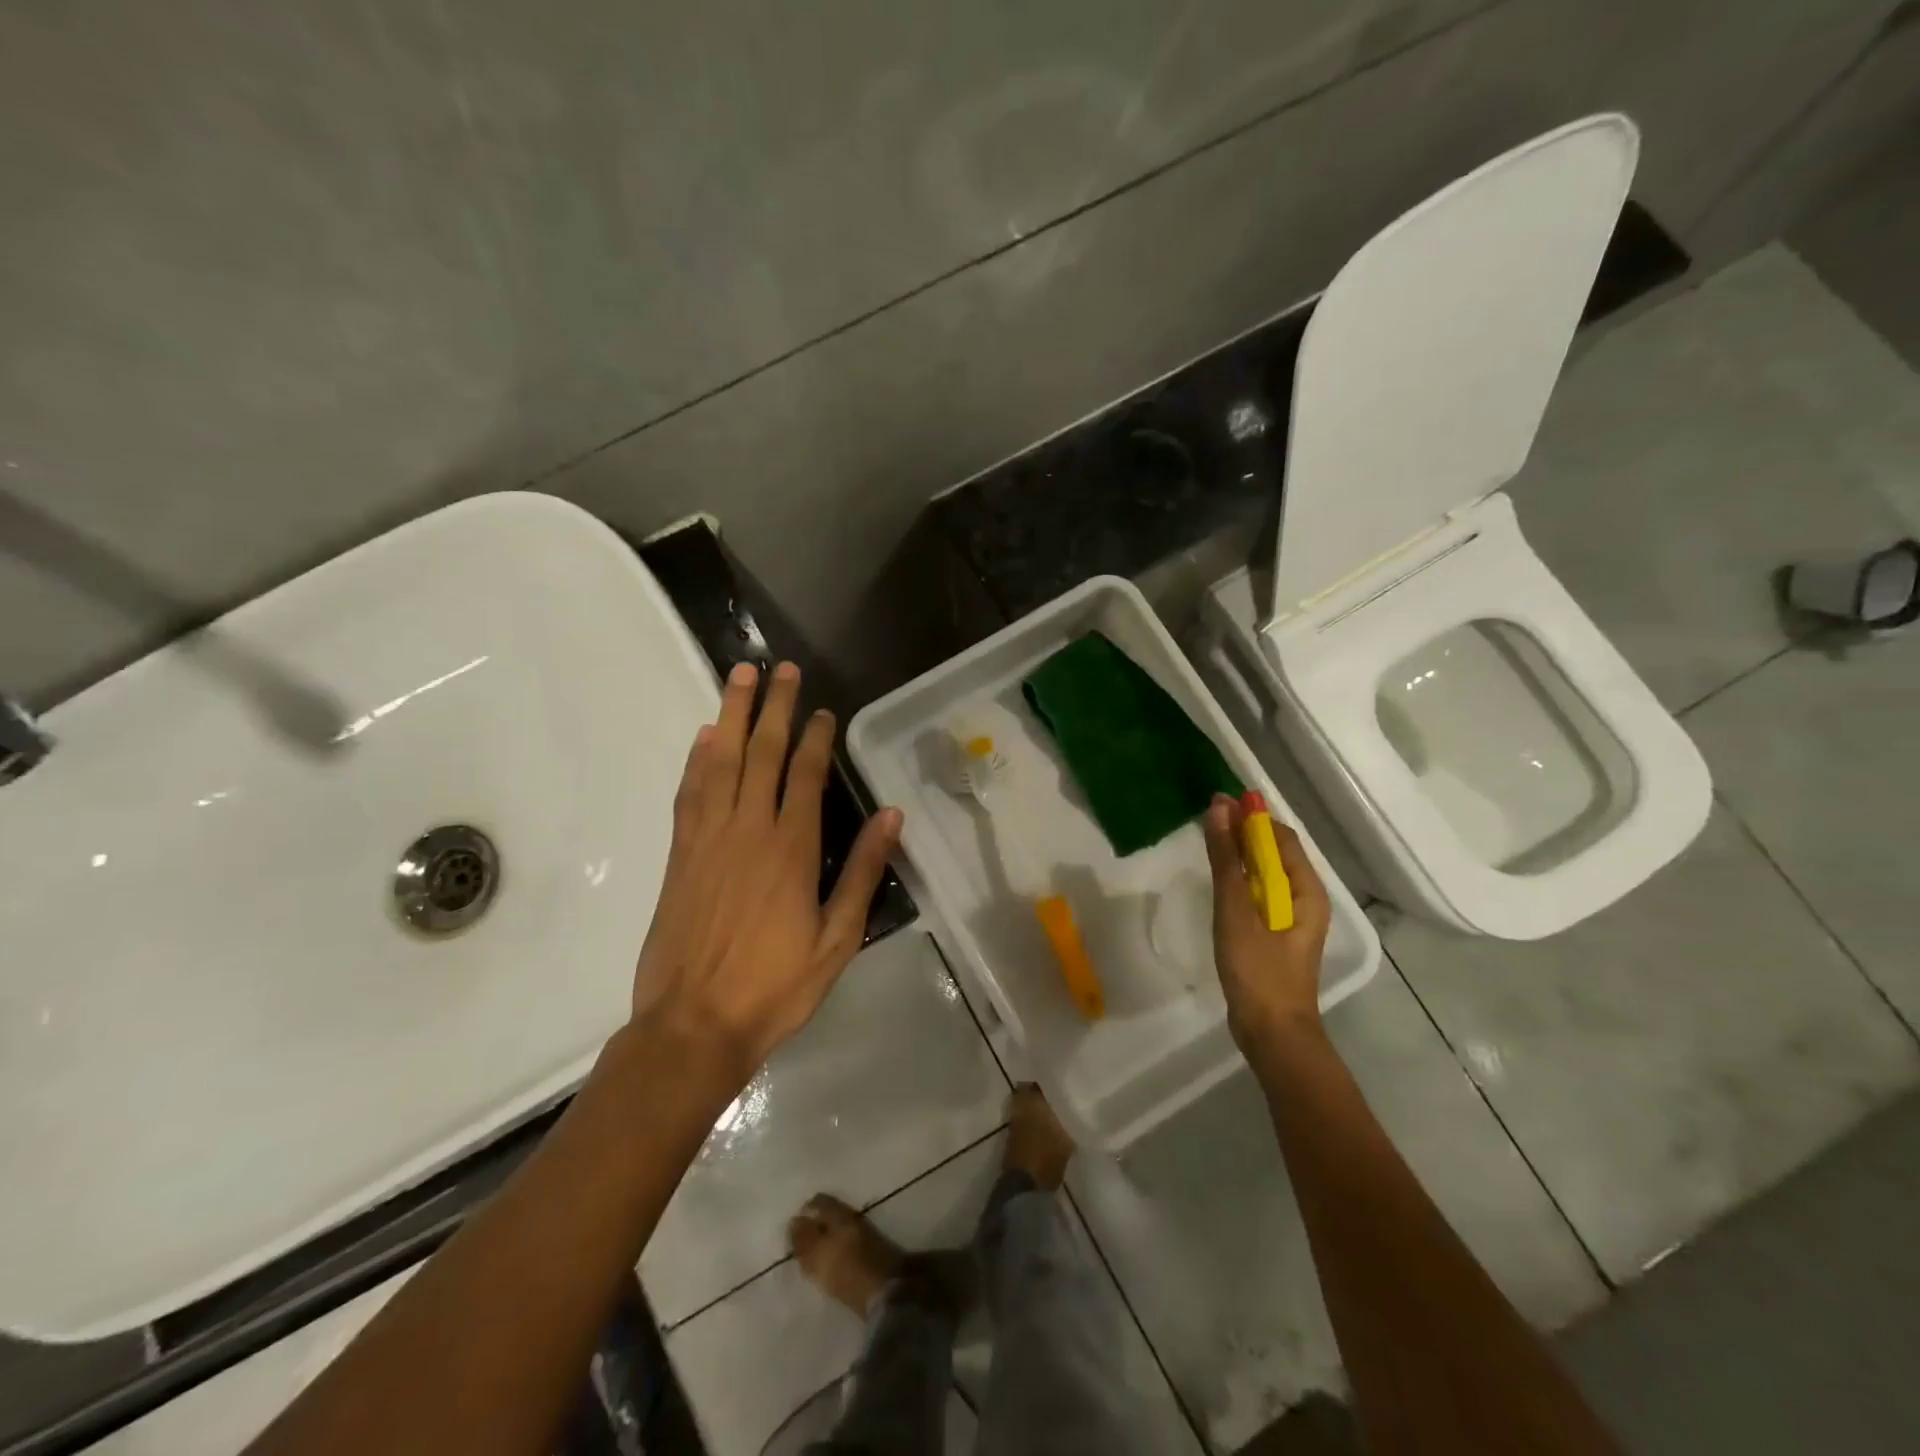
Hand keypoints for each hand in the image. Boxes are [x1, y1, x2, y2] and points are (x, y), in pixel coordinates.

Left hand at [628, 660, 902, 1090]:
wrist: (693, 1025)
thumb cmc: (775, 986)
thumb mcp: (837, 939)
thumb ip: (862, 872)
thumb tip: (890, 816)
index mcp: (791, 849)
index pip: (804, 775)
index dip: (814, 737)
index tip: (822, 709)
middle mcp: (748, 829)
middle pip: (762, 753)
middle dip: (773, 707)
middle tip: (780, 668)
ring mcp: (708, 838)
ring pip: (721, 761)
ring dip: (732, 716)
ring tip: (741, 677)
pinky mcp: (680, 854)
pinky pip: (689, 793)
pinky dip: (697, 759)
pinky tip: (705, 737)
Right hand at [1202, 793, 1330, 1054]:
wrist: (1271, 1032)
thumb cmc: (1257, 968)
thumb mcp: (1236, 909)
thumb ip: (1227, 859)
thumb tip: (1220, 808)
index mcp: (1306, 889)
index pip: (1280, 836)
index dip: (1252, 815)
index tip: (1218, 800)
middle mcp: (1304, 898)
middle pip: (1275, 852)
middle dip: (1244, 832)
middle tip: (1207, 818)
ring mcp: (1290, 919)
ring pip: (1265, 873)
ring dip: (1239, 854)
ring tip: (1208, 842)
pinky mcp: (1275, 935)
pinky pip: (1258, 894)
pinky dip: (1239, 879)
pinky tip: (1218, 880)